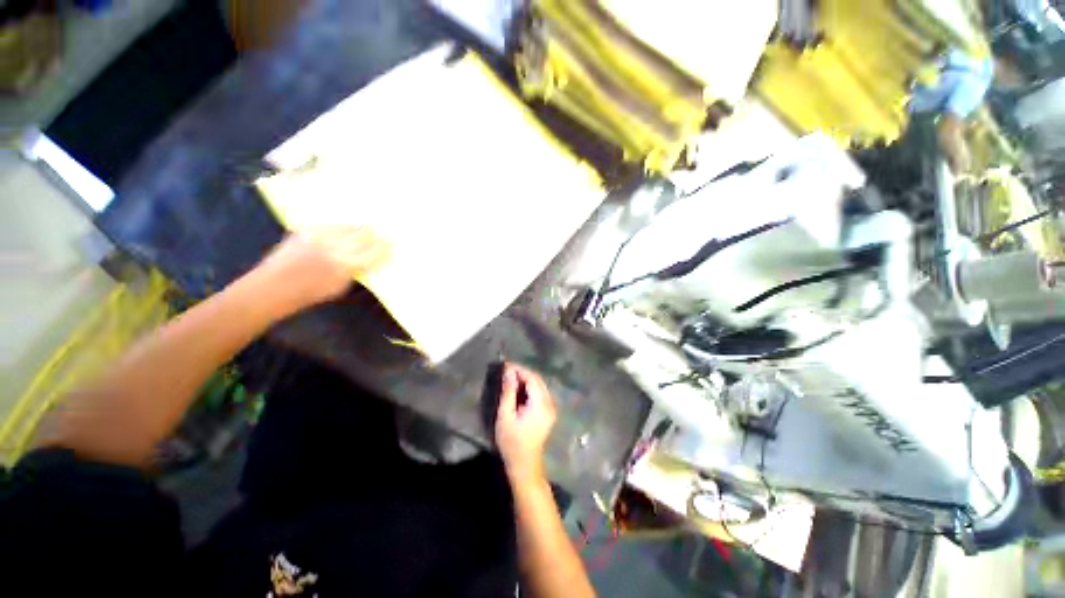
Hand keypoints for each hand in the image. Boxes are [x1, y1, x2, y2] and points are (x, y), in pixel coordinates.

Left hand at [254, 226, 390, 312]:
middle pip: (365, 233)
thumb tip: (370, 259)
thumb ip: (357, 270)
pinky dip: (341, 227)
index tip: (391, 246)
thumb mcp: (341, 287)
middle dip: (375, 234)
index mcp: (347, 265)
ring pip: (349, 225)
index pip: (375, 251)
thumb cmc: (310, 293)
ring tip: (366, 229)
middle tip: (383, 235)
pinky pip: (332, 224)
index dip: (385, 247)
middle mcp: (335, 246)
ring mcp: (320, 235)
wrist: (274, 286)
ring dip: (360, 228)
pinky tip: (343, 230)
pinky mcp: (307, 229)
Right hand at [495, 363, 556, 484]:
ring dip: (526, 379)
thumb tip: (508, 371)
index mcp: (541, 405)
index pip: (532, 378)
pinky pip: (540, 392)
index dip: (519, 369)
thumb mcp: (505, 416)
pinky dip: (530, 387)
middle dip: (522, 372)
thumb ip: (508, 392)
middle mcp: (550, 403)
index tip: (505, 364)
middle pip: (538, 380)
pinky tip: (518, 388)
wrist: (525, 465)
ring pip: (539, 385)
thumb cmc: (512, 442)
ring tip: (510, 377)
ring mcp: (551, 407)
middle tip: (506, 369)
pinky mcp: (549, 411)